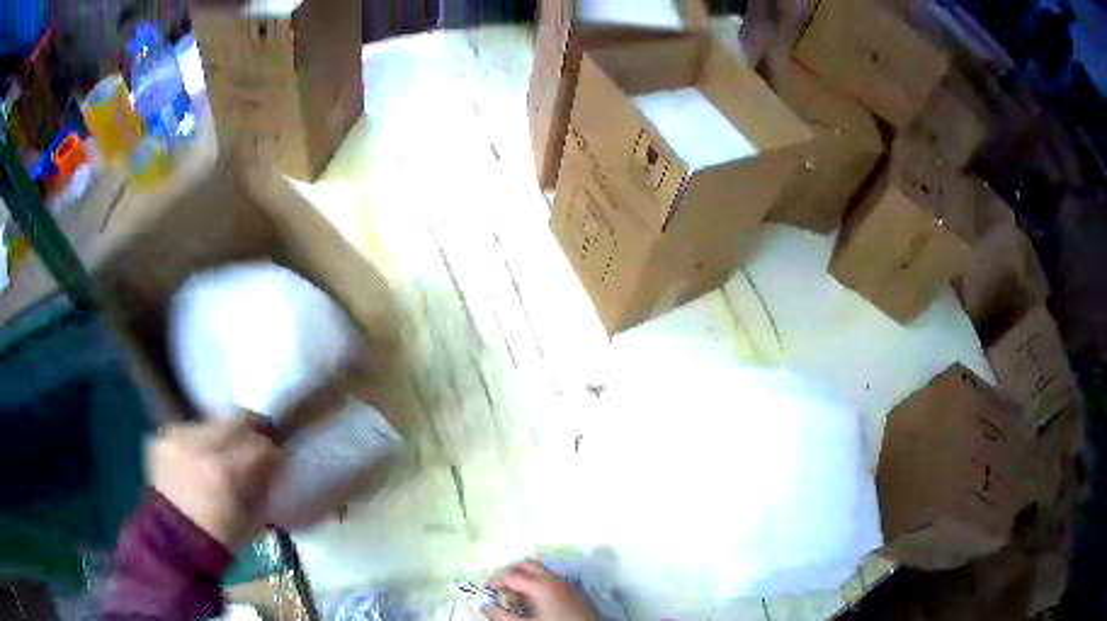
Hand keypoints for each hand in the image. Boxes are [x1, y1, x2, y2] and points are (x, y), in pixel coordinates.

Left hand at [148, 419, 283, 548]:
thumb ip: (264, 485)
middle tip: (257, 442)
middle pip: (236, 420)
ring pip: (211, 423)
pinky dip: (198, 441)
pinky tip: (198, 458)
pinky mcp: (163, 436)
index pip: (260, 445)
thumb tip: (273, 464)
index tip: (278, 458)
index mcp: (226, 471)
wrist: (175, 542)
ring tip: (223, 454)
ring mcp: (178, 437)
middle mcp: (200, 445)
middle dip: (251, 430)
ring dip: (221, 436)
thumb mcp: (253, 518)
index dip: (273, 451)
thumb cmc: (220, 537)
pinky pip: (188, 429)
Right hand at [482, 561, 599, 620]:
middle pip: (526, 564)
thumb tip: (484, 606)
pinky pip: (553, 577)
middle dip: (510, 572)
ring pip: (541, 569)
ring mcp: (567, 582)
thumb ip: (501, 616)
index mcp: (539, 584)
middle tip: (500, 586)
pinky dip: (540, 580)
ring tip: (517, 591)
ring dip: (526, 575)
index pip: (509, 574)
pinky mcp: (576, 589)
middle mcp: (554, 578)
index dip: (494, 580)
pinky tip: (537, 596)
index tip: (486, 588)